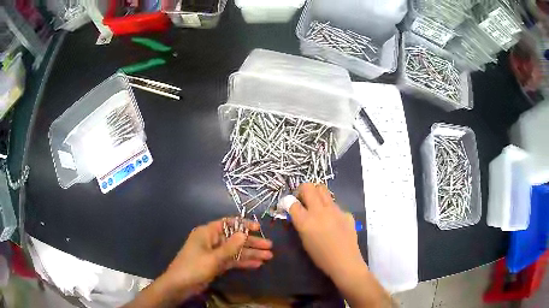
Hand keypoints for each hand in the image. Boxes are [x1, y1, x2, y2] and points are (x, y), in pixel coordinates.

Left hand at [160, 219, 272, 300]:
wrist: (180, 285)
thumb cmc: (194, 267)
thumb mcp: (213, 257)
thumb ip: (230, 247)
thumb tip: (244, 233)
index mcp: (207, 232)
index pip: (228, 223)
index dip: (244, 224)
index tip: (259, 228)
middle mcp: (212, 241)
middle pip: (235, 239)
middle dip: (252, 243)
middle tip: (270, 247)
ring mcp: (214, 253)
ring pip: (235, 251)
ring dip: (250, 254)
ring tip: (268, 257)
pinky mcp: (216, 264)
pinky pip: (232, 261)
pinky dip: (243, 262)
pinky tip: (257, 264)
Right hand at [283, 183, 362, 279]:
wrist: (345, 262)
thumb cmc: (320, 257)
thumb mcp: (304, 240)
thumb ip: (301, 223)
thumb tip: (298, 212)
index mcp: (306, 221)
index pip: (292, 202)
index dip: (288, 202)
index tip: (289, 205)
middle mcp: (320, 211)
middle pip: (308, 187)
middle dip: (302, 190)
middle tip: (303, 200)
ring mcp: (335, 210)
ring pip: (323, 190)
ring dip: (317, 194)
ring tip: (317, 206)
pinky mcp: (346, 213)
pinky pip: (335, 205)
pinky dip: (330, 209)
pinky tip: (333, 221)